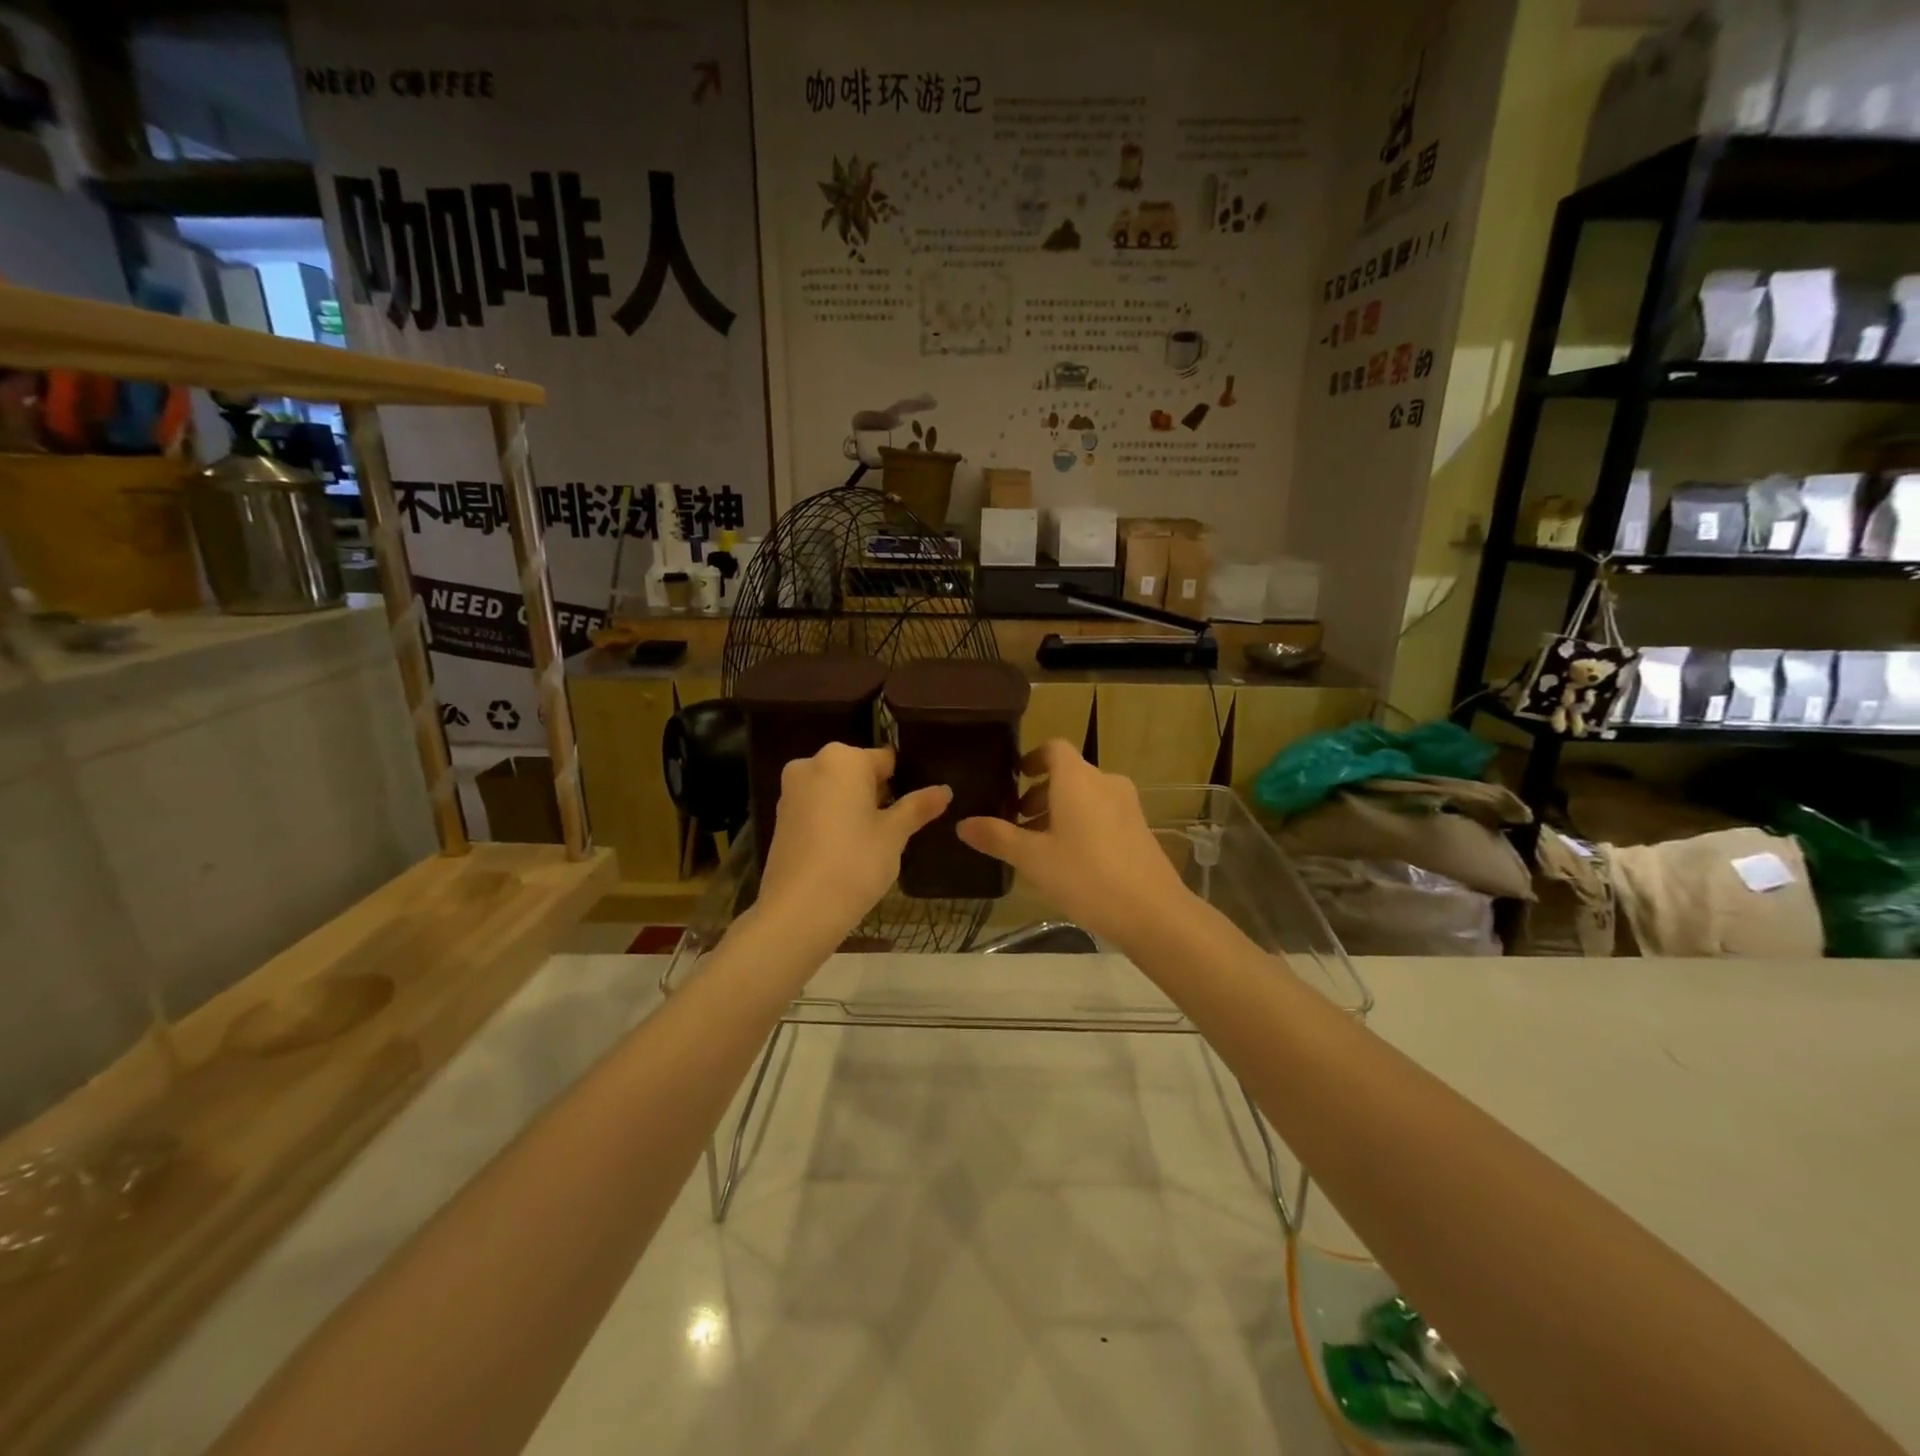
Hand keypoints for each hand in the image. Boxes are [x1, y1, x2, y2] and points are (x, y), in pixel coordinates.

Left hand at [757, 743, 950, 941]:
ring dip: (854, 808)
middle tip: (897, 828)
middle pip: (857, 773)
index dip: (904, 782)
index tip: (915, 807)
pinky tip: (846, 851)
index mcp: (842, 758)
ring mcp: (791, 791)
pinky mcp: (781, 818)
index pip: (885, 759)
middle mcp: (811, 764)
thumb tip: (945, 790)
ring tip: (874, 843)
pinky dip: (833, 821)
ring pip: (835, 791)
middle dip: (877, 795)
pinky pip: (816, 809)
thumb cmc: (855, 862)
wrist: (799, 910)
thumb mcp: (894, 834)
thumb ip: (917, 807)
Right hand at [956, 739, 1194, 948]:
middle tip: (1015, 822)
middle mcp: (1105, 782)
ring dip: (1059, 811)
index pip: (1053, 749)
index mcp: (1077, 779)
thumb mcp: (1032, 858)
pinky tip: (1068, 860)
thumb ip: (997, 837)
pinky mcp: (1139, 829)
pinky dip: (1081, 823)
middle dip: (1039, 794)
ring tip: (1037, 845)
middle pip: (1068, 774)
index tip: (1013, 779)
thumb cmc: (1085, 876)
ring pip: (1085, 796)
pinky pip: (1102, 813)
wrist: (1152, 912)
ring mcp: (1127, 806)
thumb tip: (963, 824)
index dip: (1032, 759)